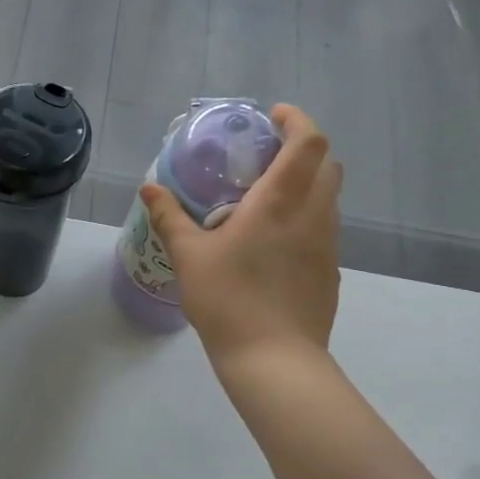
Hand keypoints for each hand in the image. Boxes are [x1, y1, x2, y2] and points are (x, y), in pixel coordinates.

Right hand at [140, 103, 342, 363]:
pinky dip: (305, 217)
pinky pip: (324, 228)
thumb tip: (148, 188)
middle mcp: (313, 214)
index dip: (296, 120)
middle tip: (266, 158)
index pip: (309, 141)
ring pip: (329, 197)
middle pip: (328, 164)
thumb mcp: (189, 256)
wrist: (274, 359)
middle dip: (303, 150)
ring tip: (266, 200)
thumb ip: (170, 217)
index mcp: (280, 201)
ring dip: (306, 184)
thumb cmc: (228, 300)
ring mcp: (328, 244)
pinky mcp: (330, 271)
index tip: (272, 118)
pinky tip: (273, 244)